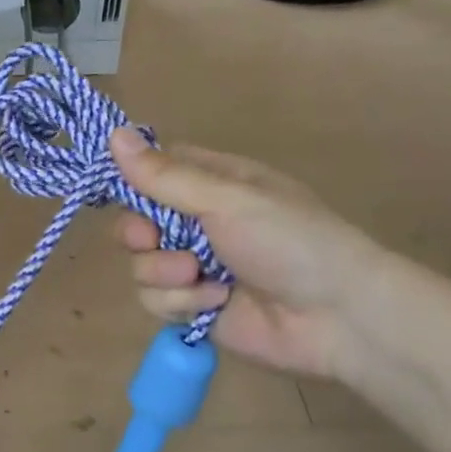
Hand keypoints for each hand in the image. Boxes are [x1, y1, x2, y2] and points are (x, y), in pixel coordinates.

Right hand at [108, 128, 383, 381]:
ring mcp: (192, 266)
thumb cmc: (290, 241)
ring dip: (166, 273)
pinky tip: (217, 303)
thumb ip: (165, 176)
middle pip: (133, 223)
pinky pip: (155, 301)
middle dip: (141, 236)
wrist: (337, 317)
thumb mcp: (227, 200)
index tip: (121, 192)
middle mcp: (195, 222)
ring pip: (140, 265)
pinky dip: (182, 302)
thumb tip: (113, 133)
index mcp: (208, 183)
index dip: (129, 181)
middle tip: (155, 239)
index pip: (149, 171)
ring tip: (203, 277)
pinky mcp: (193, 306)